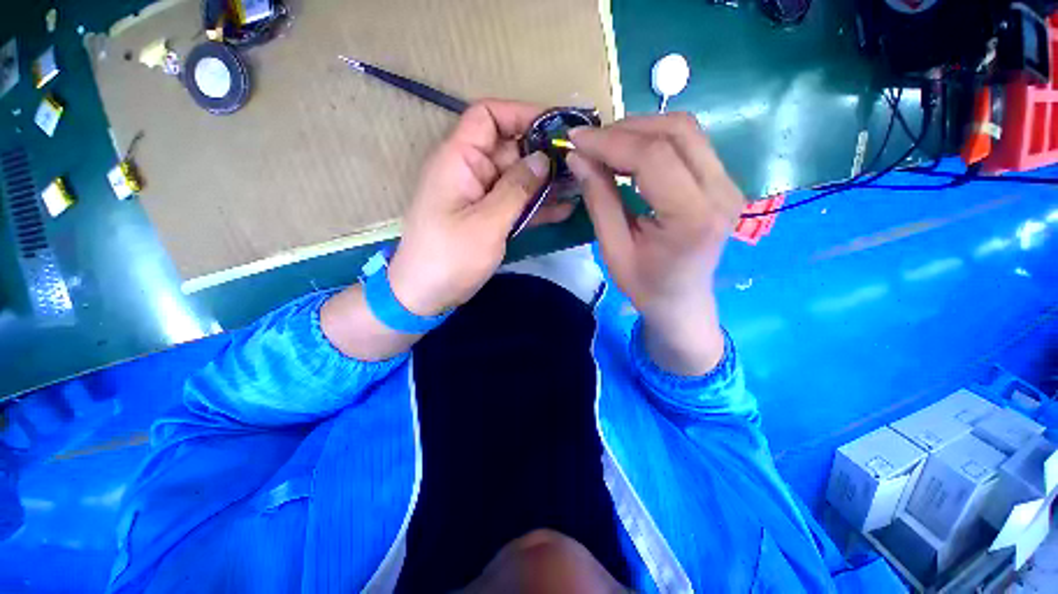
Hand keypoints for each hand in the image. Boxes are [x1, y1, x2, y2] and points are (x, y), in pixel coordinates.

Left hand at [387, 100, 575, 316]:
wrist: (426, 295)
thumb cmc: (450, 257)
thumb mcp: (486, 223)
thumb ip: (517, 188)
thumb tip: (543, 158)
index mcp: (459, 159)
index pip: (488, 116)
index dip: (521, 114)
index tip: (556, 127)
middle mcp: (470, 171)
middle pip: (509, 149)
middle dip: (543, 155)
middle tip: (579, 166)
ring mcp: (480, 196)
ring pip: (517, 178)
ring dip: (545, 183)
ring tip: (578, 186)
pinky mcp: (488, 217)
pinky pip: (515, 203)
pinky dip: (536, 206)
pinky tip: (564, 210)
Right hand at [566, 113, 744, 374]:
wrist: (683, 301)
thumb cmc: (645, 285)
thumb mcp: (613, 250)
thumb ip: (599, 201)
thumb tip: (578, 157)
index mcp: (693, 218)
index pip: (654, 157)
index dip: (611, 142)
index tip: (575, 140)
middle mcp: (721, 192)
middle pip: (676, 131)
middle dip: (624, 129)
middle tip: (589, 143)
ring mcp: (729, 183)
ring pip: (684, 129)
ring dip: (639, 129)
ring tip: (605, 146)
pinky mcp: (724, 180)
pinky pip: (689, 142)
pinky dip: (653, 139)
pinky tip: (629, 153)